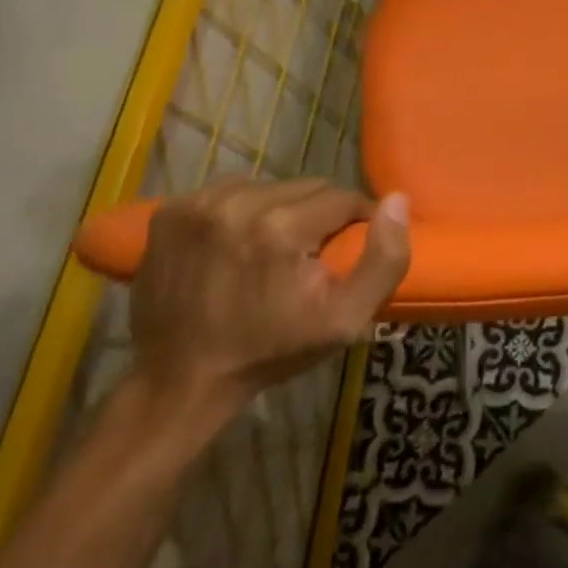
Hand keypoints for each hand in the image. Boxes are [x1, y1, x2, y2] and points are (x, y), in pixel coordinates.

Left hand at [128, 178, 409, 422]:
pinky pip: (230, 190)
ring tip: (271, 248)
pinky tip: (237, 242)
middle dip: (316, 215)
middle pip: (306, 187)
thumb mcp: (344, 321)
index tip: (343, 252)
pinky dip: (242, 210)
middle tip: (308, 256)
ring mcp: (198, 204)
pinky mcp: (170, 211)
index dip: (353, 222)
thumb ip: (384, 260)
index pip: (342, 197)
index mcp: (282, 227)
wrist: (179, 382)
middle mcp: (238, 202)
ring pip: (270, 185)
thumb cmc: (269, 351)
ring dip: (280, 209)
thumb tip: (397, 200)